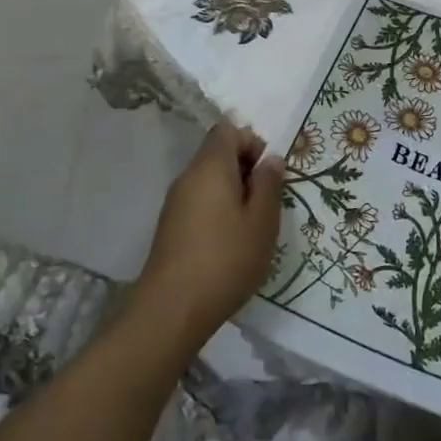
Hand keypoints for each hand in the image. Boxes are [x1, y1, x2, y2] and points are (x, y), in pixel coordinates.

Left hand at [136, 123, 285, 340]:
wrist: (172, 310)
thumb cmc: (226, 259)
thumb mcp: (262, 221)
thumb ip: (269, 184)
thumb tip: (271, 159)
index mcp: (210, 167)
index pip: (227, 130)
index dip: (251, 142)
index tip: (268, 173)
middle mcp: (188, 177)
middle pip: (217, 153)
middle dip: (246, 168)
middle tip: (267, 200)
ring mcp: (175, 203)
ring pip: (209, 180)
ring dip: (233, 191)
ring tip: (253, 223)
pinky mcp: (170, 227)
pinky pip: (199, 201)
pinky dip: (218, 209)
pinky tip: (231, 241)